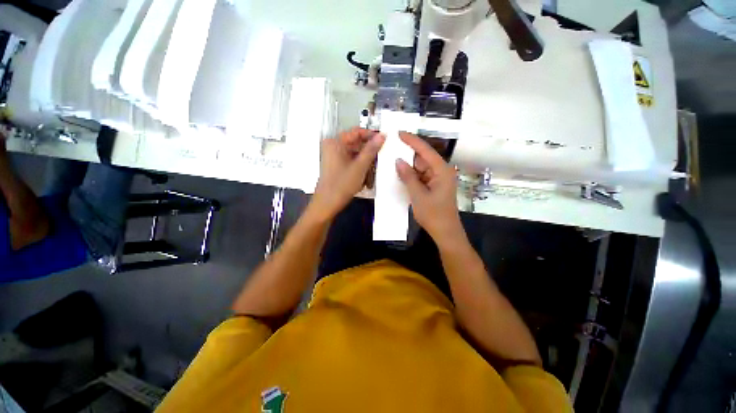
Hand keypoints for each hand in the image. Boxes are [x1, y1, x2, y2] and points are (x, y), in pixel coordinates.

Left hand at [311, 128, 384, 220]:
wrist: (327, 204)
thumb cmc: (342, 184)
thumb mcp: (360, 166)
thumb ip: (371, 150)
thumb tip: (382, 135)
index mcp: (336, 142)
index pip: (357, 132)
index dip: (371, 135)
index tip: (384, 141)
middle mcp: (333, 146)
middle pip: (356, 143)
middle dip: (369, 152)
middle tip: (380, 160)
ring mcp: (333, 157)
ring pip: (355, 154)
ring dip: (365, 161)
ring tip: (373, 171)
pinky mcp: (335, 166)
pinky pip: (351, 161)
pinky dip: (359, 167)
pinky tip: (365, 176)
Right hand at [396, 132, 462, 241]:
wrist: (445, 232)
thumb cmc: (433, 215)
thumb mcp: (418, 195)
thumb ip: (408, 177)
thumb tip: (398, 160)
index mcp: (442, 171)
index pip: (425, 150)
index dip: (412, 141)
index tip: (399, 133)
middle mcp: (442, 171)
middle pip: (423, 158)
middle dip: (408, 153)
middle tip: (392, 147)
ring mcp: (438, 179)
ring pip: (421, 167)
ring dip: (408, 165)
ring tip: (392, 159)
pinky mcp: (434, 185)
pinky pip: (421, 176)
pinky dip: (411, 175)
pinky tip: (400, 173)